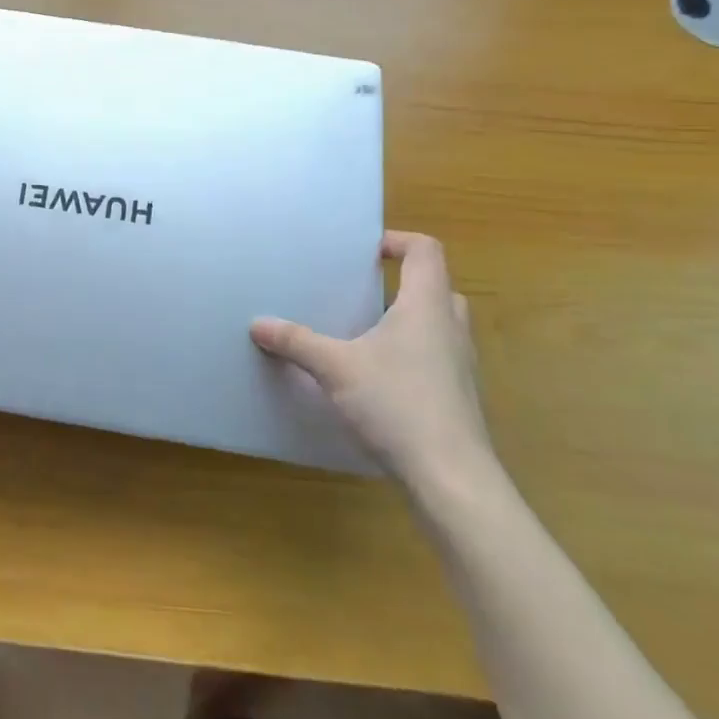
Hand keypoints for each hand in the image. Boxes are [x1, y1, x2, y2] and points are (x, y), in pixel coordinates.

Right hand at [250, 231, 493, 491]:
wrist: (452, 477)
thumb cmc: (397, 404)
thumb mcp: (335, 368)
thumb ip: (296, 342)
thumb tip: (257, 324)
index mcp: (427, 306)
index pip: (426, 251)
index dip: (397, 241)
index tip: (364, 251)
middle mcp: (451, 328)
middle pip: (436, 286)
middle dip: (403, 282)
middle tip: (365, 290)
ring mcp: (461, 365)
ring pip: (440, 324)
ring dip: (409, 319)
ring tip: (367, 331)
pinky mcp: (459, 397)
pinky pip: (438, 357)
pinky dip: (413, 353)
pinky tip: (379, 376)